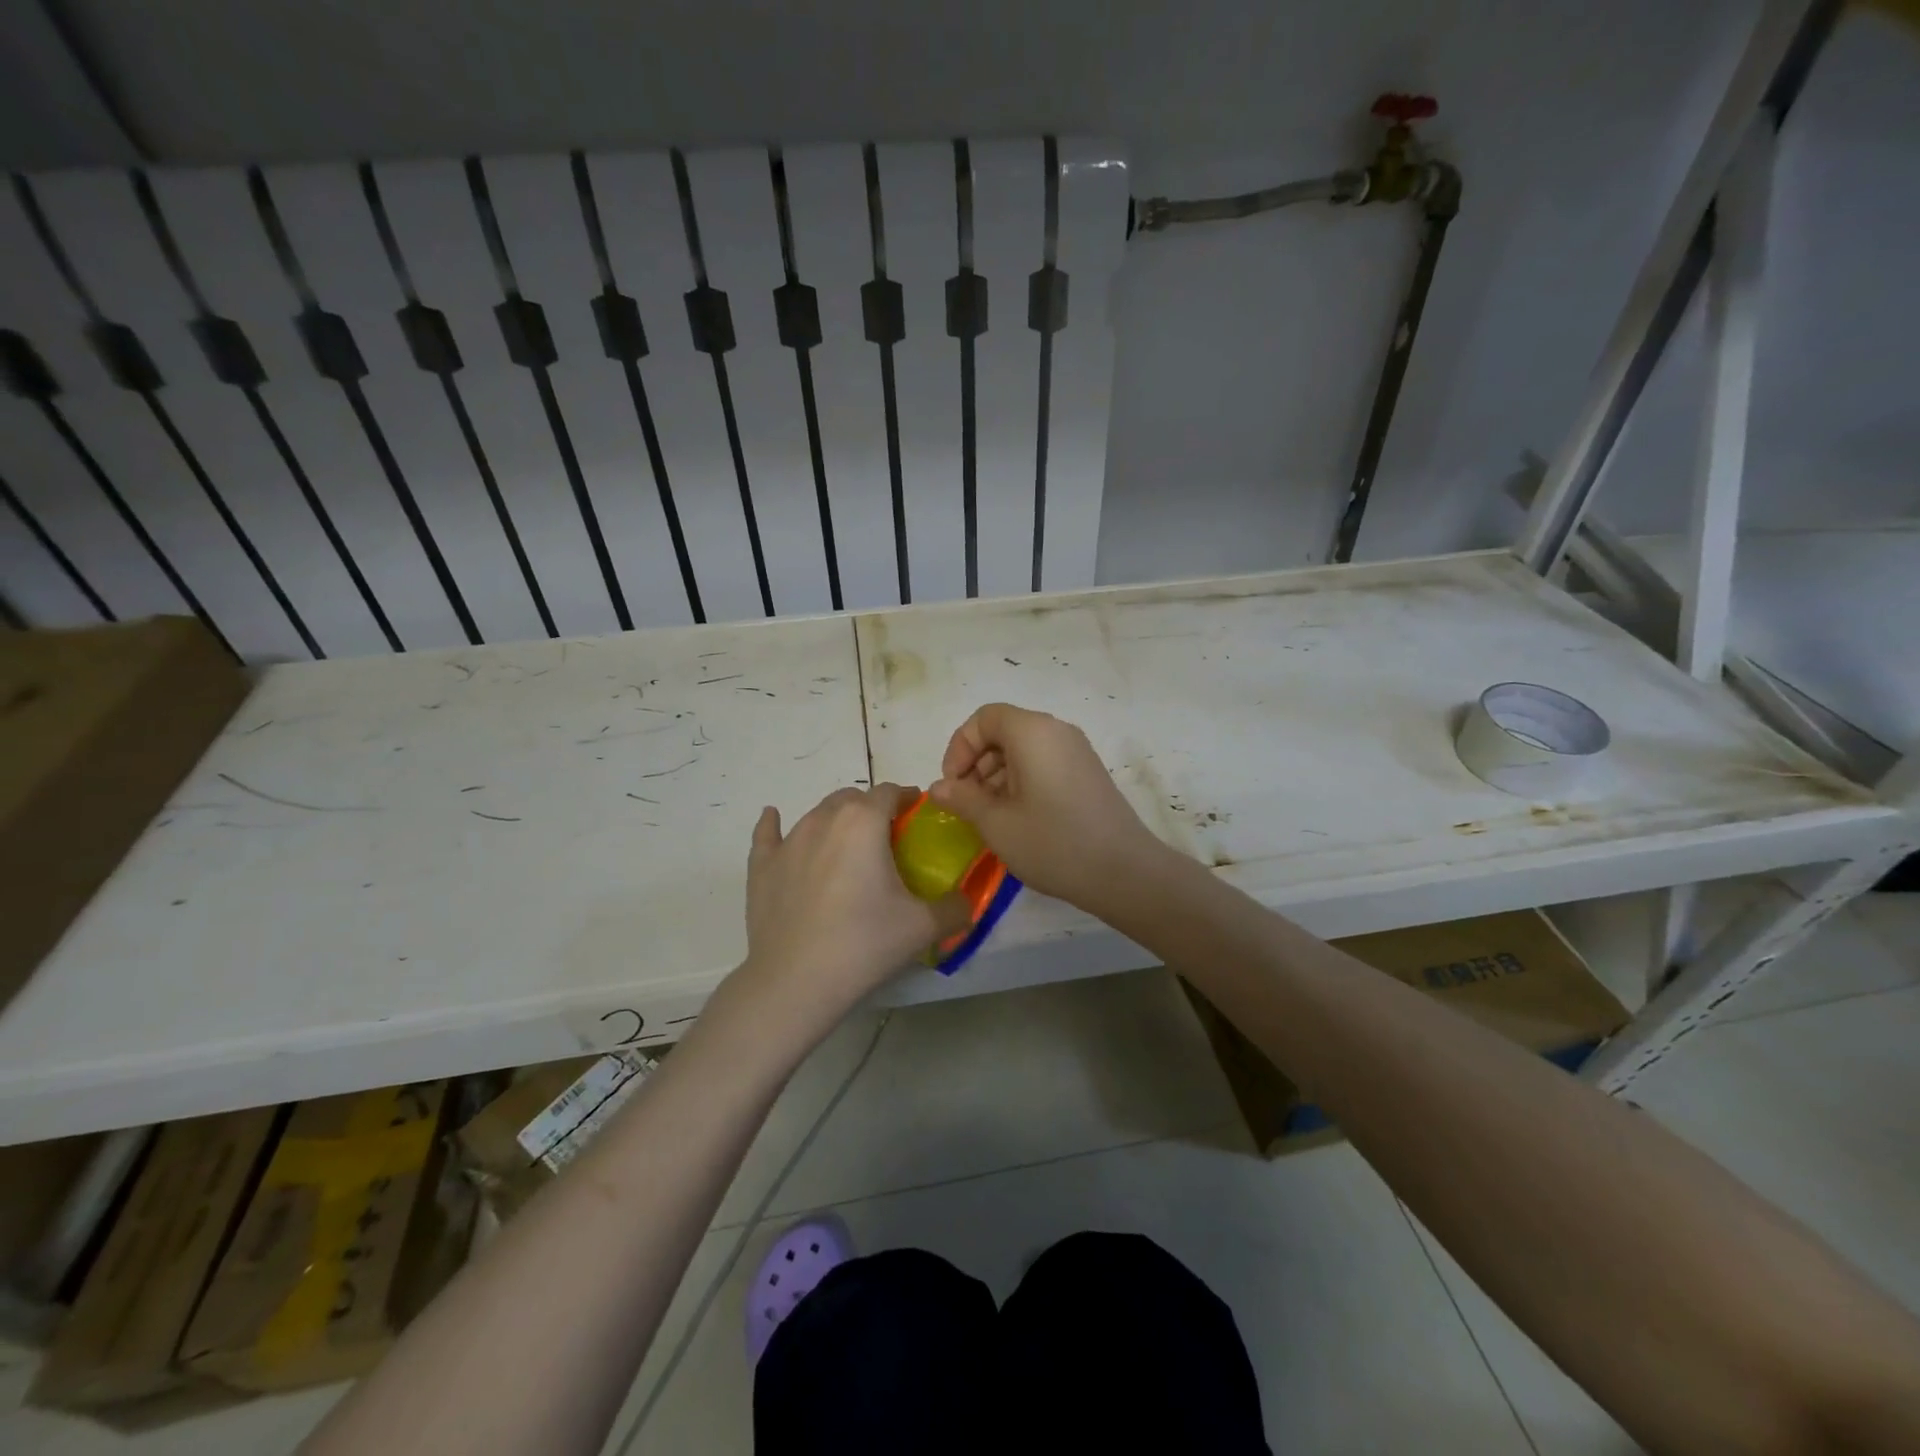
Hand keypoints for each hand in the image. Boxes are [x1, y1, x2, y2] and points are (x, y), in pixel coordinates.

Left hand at [736, 783, 970, 1030]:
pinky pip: (768, 834)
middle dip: (871, 808)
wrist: (796, 982)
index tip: (917, 813)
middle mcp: (824, 820)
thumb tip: (966, 902)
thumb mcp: (923, 927)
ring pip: (816, 814)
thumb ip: (955, 908)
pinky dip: (774, 825)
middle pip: (852, 798)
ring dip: (835, 821)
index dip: (907, 797)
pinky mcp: (761, 866)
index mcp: (864, 822)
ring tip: (847, 846)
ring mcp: (788, 842)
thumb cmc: (864, 944)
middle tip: (887, 838)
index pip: (890, 792)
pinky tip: (773, 819)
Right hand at [929, 703, 1168, 916]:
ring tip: (990, 816)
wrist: (1124, 872)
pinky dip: (1021, 782)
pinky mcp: (1087, 773)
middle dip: (977, 763)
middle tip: (967, 804)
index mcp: (1033, 732)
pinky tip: (1017, 819)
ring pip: (1023, 749)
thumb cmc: (1053, 843)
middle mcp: (1057, 731)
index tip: (953, 785)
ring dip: (997, 775)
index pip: (984, 718)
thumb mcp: (996, 823)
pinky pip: (1044, 763)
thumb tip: (938, 788)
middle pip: (1004, 731)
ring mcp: (1076, 751)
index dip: (960, 747)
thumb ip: (962, 799)